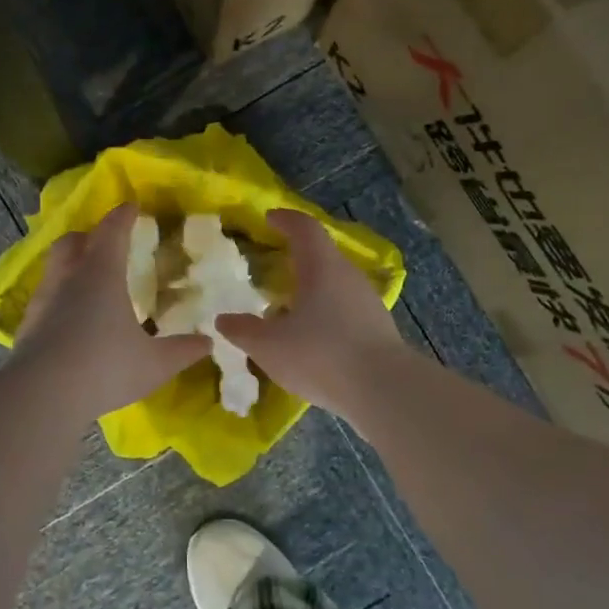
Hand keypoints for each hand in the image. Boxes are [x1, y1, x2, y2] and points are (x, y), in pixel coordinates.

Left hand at [13, 203, 211, 417]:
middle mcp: (68, 278)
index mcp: (101, 273)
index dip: (123, 216)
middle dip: (89, 235)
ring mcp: (43, 301)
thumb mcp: (154, 363)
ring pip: (54, 268)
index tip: (132, 207)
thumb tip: (208, 342)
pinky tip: (69, 318)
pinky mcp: (27, 325)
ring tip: (87, 281)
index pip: (112, 231)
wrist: (41, 395)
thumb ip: (182, 350)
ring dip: (70, 265)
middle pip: (74, 241)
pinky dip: (59, 297)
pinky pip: (45, 298)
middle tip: (105, 242)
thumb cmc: (105, 367)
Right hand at [217, 209, 409, 419]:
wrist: (384, 391)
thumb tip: (223, 320)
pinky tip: (311, 338)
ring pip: (334, 284)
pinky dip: (325, 314)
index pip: (304, 228)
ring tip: (287, 308)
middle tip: (272, 267)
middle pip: (322, 255)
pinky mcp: (377, 329)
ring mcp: (367, 302)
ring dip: (311, 289)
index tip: (270, 218)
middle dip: (297, 257)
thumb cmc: (321, 354)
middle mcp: (348, 276)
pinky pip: (344, 310)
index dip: (286, 219)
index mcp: (321, 267)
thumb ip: (243, 330)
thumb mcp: (269, 346)